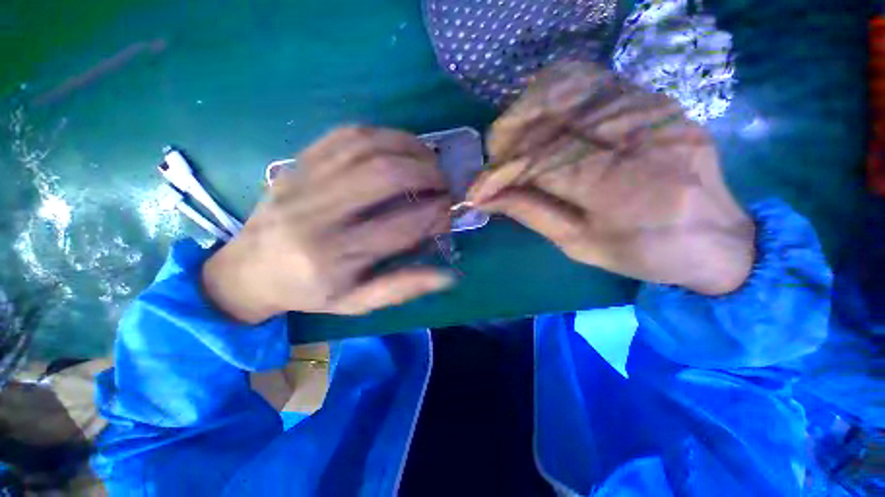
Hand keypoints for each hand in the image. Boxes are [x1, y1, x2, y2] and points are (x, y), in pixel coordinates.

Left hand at [202, 127, 454, 322]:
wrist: (249, 270)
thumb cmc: (309, 291)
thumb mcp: (357, 303)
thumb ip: (404, 288)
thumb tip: (449, 277)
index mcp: (336, 258)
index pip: (402, 226)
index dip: (435, 214)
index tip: (449, 211)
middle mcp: (319, 216)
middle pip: (384, 176)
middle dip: (426, 173)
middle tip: (444, 181)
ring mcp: (304, 183)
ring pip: (366, 148)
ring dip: (408, 147)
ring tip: (429, 158)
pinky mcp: (297, 164)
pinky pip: (343, 136)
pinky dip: (380, 134)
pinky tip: (399, 144)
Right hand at [468, 62, 754, 294]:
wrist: (718, 238)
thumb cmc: (644, 253)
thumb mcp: (578, 245)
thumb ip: (529, 213)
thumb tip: (486, 198)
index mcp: (622, 189)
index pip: (542, 161)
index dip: (501, 173)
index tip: (477, 190)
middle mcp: (639, 138)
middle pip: (552, 112)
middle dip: (508, 134)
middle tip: (494, 160)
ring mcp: (653, 109)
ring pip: (568, 85)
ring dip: (526, 110)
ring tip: (512, 140)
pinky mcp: (657, 100)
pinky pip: (592, 80)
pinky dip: (553, 95)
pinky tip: (541, 121)